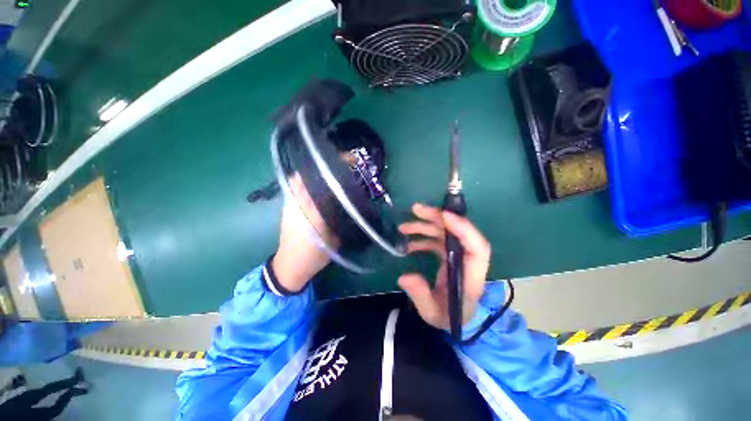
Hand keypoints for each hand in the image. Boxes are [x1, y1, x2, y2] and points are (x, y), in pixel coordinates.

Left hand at [272, 174, 337, 292]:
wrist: (290, 266)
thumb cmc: (315, 256)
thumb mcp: (335, 240)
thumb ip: (341, 220)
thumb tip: (348, 205)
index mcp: (313, 211)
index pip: (325, 184)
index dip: (336, 170)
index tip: (349, 162)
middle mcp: (299, 204)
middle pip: (307, 175)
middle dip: (321, 168)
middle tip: (336, 168)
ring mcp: (289, 204)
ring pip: (297, 180)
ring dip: (311, 174)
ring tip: (325, 176)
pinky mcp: (285, 208)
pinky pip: (294, 188)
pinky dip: (303, 183)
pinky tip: (314, 188)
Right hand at [397, 203, 490, 330]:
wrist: (454, 317)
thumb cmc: (447, 316)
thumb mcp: (432, 313)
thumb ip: (420, 296)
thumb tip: (404, 277)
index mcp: (471, 276)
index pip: (477, 248)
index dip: (464, 229)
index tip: (444, 216)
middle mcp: (467, 261)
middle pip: (459, 232)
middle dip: (438, 218)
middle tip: (416, 210)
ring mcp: (459, 256)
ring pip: (446, 232)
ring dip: (426, 225)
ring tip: (403, 227)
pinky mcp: (450, 255)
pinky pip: (439, 240)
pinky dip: (423, 237)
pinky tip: (409, 243)